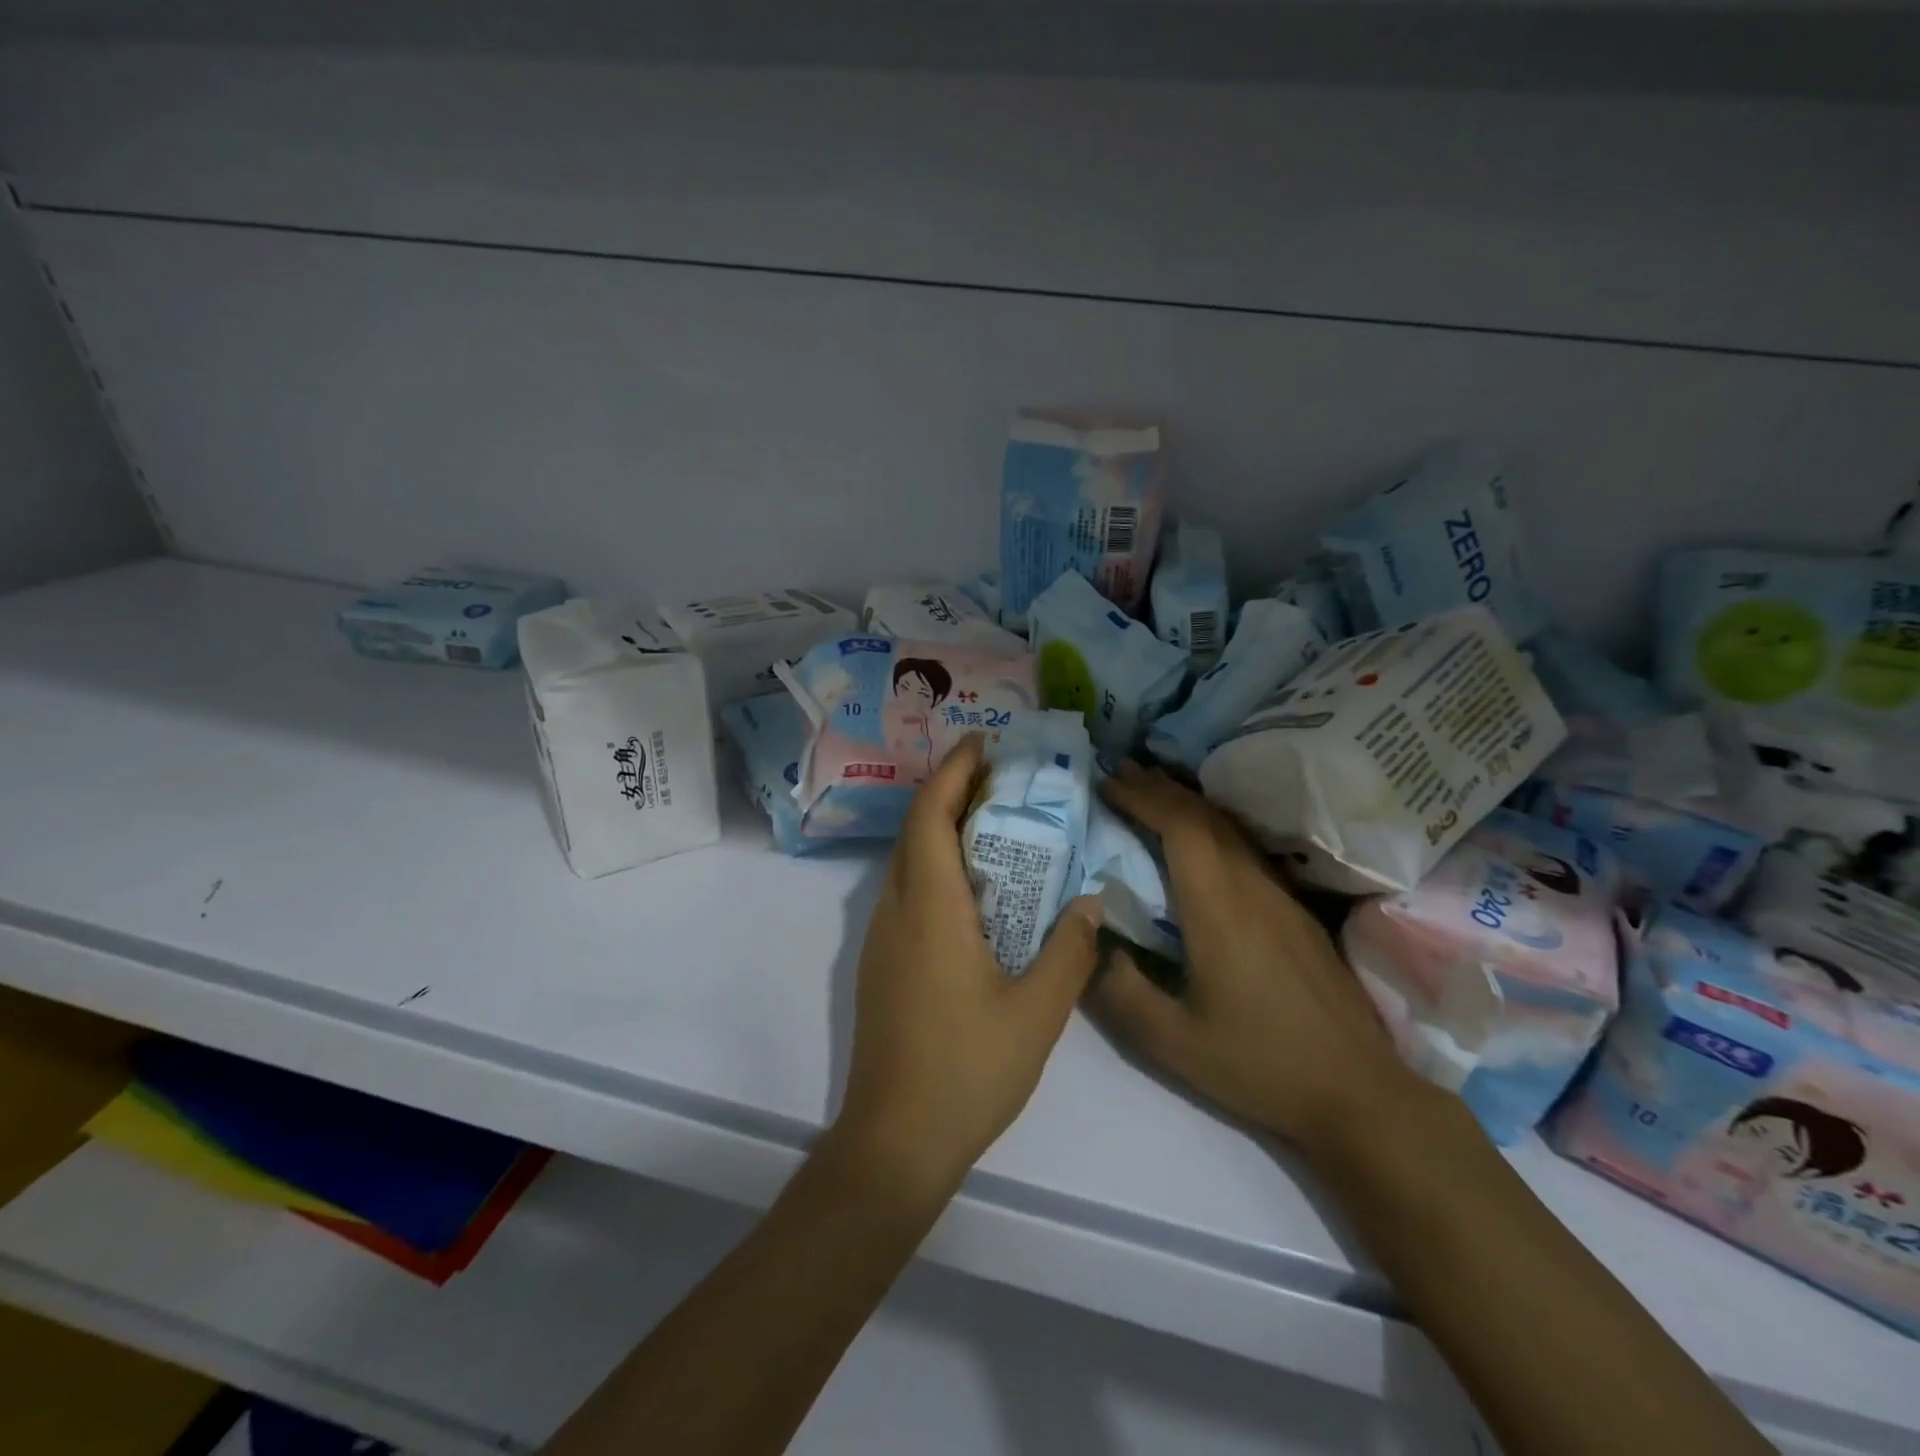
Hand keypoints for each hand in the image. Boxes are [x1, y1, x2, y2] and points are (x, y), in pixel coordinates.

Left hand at [832, 735, 1101, 1200]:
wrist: (894, 1139)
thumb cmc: (968, 1070)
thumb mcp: (1038, 1012)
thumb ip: (1070, 950)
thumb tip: (1090, 901)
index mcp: (930, 909)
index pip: (930, 815)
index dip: (953, 771)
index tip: (983, 742)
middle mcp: (896, 911)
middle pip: (915, 830)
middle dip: (950, 790)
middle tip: (999, 775)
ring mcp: (881, 938)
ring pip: (907, 860)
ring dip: (941, 828)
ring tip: (992, 820)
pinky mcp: (881, 963)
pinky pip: (908, 892)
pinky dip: (936, 865)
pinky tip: (974, 888)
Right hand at [1090, 763, 1428, 1159]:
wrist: (1357, 1092)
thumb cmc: (1258, 1064)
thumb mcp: (1172, 1041)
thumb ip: (1119, 988)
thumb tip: (1087, 937)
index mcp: (1219, 908)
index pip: (1180, 827)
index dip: (1142, 797)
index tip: (1107, 782)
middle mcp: (1252, 887)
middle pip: (1205, 816)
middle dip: (1159, 786)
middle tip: (1119, 770)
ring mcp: (1281, 896)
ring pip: (1230, 828)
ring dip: (1187, 801)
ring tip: (1152, 789)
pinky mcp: (1297, 911)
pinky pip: (1247, 847)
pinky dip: (1213, 825)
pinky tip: (1203, 837)